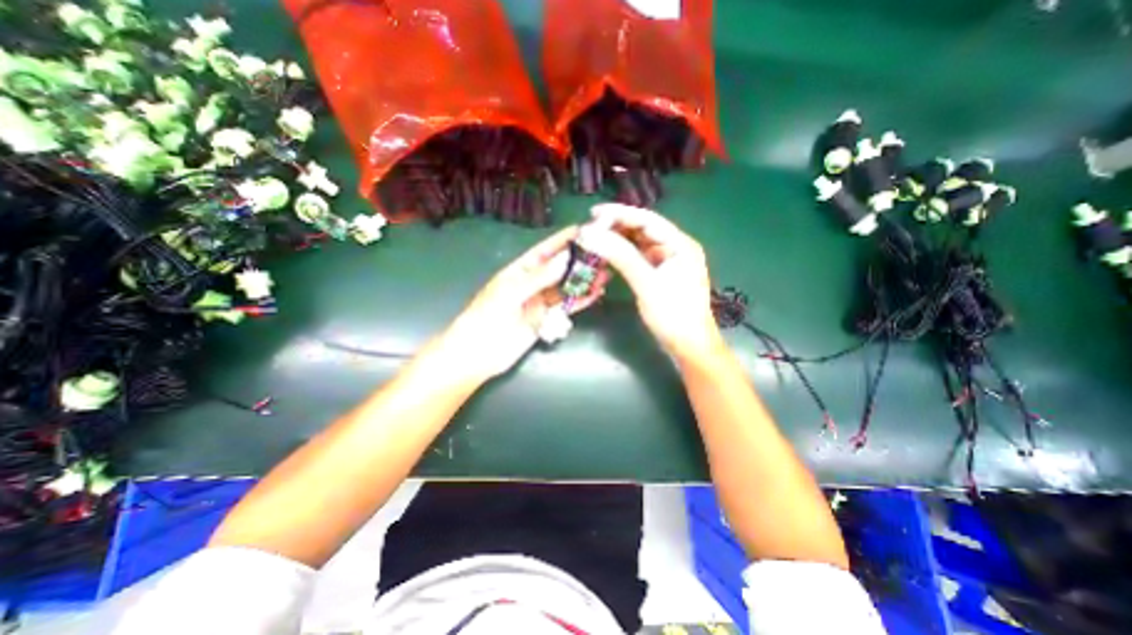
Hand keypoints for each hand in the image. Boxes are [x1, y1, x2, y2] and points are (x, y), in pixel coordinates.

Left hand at [434, 227, 609, 381]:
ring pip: (565, 288)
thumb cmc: (487, 316)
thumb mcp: (512, 292)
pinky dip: (580, 301)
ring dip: (583, 281)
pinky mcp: (545, 319)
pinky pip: (565, 307)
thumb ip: (540, 277)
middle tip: (603, 253)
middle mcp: (532, 283)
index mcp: (519, 271)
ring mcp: (539, 302)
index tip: (584, 230)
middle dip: (579, 261)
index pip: (544, 251)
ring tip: (606, 274)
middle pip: (559, 269)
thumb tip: (566, 258)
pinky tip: (595, 294)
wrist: (478, 353)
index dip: (563, 240)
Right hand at [576, 200, 725, 360]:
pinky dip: (622, 255)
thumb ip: (620, 256)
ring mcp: (667, 262)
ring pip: (638, 244)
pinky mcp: (659, 275)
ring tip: (594, 239)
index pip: (647, 220)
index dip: (620, 214)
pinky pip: (638, 258)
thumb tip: (589, 234)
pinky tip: (607, 255)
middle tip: (589, 229)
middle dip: (616, 227)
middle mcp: (675, 248)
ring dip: (617, 241)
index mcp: (680, 244)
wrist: (688, 345)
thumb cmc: (673, 314)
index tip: (593, 214)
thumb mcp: (646, 283)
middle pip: (642, 230)